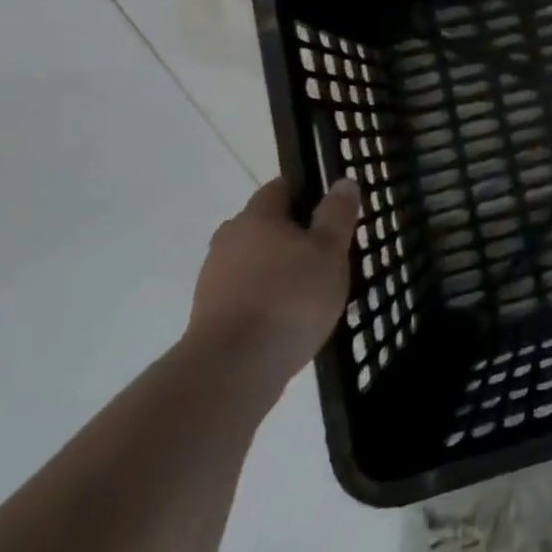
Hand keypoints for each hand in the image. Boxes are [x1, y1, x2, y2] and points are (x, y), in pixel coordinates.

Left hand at [186, 177, 359, 394]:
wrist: (231, 371)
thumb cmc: (290, 298)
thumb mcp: (330, 251)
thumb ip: (337, 214)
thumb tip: (343, 181)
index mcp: (257, 216)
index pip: (282, 187)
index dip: (308, 192)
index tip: (332, 210)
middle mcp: (229, 239)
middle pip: (265, 224)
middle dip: (294, 232)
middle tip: (326, 251)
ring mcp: (213, 278)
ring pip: (254, 259)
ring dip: (278, 267)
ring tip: (311, 289)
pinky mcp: (209, 315)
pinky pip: (245, 292)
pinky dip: (266, 297)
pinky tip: (289, 317)